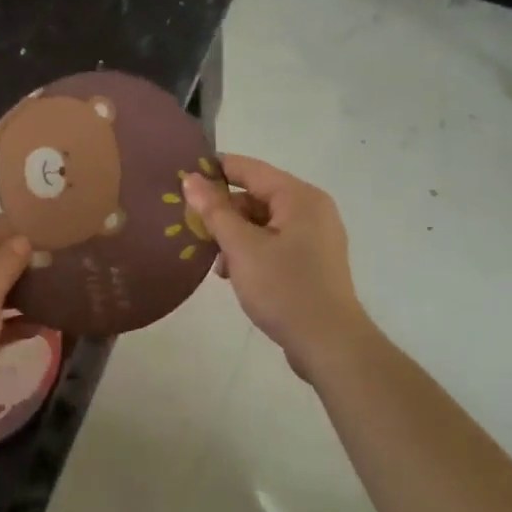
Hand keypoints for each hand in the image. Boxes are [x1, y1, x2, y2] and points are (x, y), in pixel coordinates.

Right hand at [182, 155, 369, 377]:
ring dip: (236, 237)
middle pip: (257, 196)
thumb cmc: (284, 289)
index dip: (215, 170)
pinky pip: (276, 243)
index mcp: (299, 196)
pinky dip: (253, 252)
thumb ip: (215, 211)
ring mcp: (316, 236)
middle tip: (193, 231)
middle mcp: (312, 209)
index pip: (250, 168)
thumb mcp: (242, 248)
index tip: (182, 178)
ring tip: (216, 264)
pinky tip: (235, 275)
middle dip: (224, 213)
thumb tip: (191, 179)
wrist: (328, 343)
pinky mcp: (314, 261)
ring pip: (264, 223)